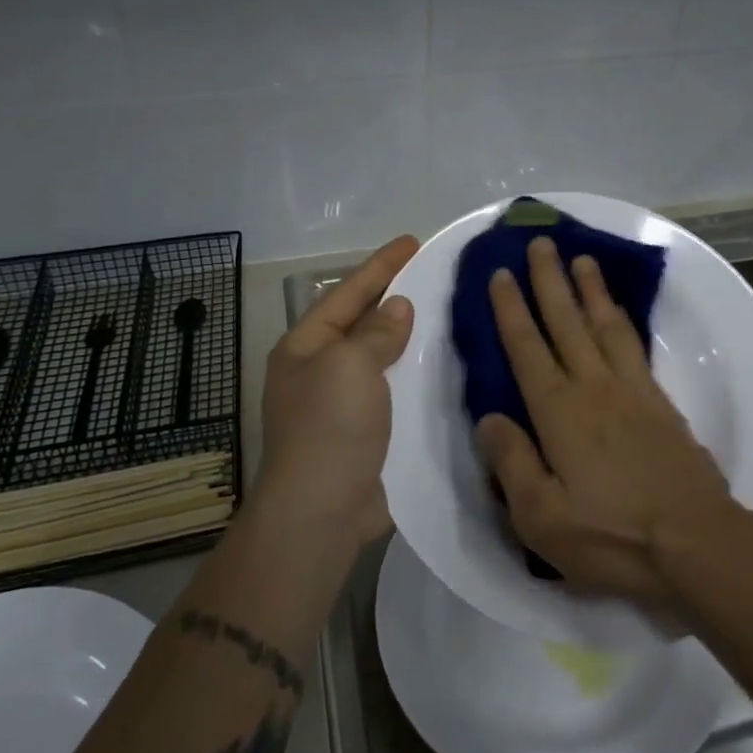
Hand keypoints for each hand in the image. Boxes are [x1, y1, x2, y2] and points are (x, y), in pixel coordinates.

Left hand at [256, 234, 419, 553]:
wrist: (322, 512)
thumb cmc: (329, 427)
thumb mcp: (349, 365)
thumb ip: (376, 332)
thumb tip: (398, 308)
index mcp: (305, 348)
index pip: (347, 293)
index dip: (380, 265)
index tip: (413, 240)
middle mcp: (321, 371)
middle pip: (363, 323)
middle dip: (395, 298)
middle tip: (434, 275)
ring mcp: (343, 404)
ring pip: (382, 357)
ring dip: (410, 338)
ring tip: (447, 314)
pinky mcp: (367, 433)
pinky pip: (395, 390)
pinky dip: (417, 376)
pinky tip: (446, 367)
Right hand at [477, 236, 733, 607]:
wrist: (696, 542)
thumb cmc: (612, 536)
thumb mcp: (542, 517)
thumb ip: (511, 463)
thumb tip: (488, 418)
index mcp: (559, 412)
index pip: (527, 348)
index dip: (511, 309)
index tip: (501, 273)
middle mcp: (593, 387)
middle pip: (566, 322)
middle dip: (549, 280)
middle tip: (540, 243)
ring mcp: (631, 390)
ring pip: (604, 325)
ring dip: (589, 289)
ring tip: (581, 258)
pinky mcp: (660, 401)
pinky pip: (633, 345)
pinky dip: (621, 319)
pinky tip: (617, 311)